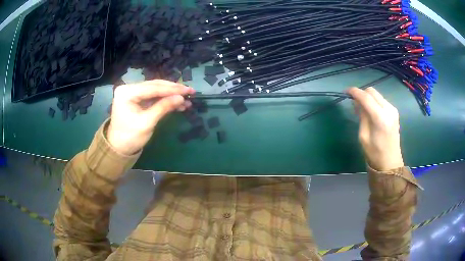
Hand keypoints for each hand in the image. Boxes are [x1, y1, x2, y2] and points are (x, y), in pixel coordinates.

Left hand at [107, 80, 194, 154]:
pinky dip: (165, 100)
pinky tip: (178, 103)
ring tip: (187, 100)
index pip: (153, 87)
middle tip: (190, 92)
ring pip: (156, 90)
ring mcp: (133, 92)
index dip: (172, 89)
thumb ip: (163, 107)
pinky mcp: (137, 98)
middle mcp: (129, 88)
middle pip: (155, 85)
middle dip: (173, 90)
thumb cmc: (130, 137)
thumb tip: (181, 98)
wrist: (119, 148)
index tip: (189, 90)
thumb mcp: (147, 122)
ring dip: (171, 95)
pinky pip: (153, 96)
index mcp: (127, 92)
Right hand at [347, 87, 403, 170]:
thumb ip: (361, 116)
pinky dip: (374, 102)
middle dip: (361, 93)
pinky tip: (370, 111)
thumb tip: (357, 102)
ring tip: (361, 108)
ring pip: (377, 95)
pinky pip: (381, 100)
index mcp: (380, 118)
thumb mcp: (363, 136)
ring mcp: (393, 110)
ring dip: (368, 97)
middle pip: (372, 91)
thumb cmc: (375, 153)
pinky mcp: (394, 112)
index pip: (366, 97)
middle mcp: (388, 109)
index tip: (345, 92)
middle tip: (354, 102)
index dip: (354, 92)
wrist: (390, 163)